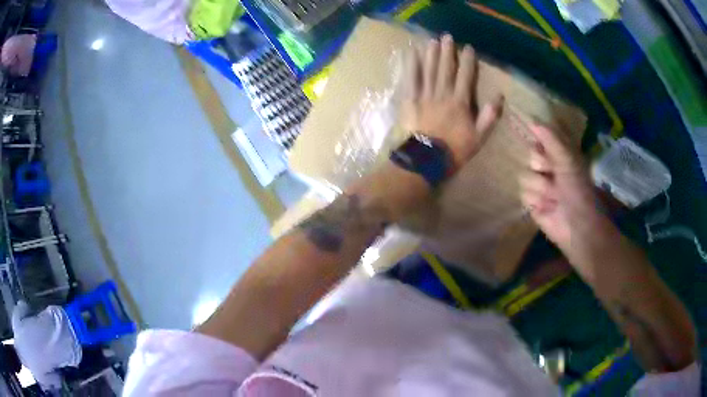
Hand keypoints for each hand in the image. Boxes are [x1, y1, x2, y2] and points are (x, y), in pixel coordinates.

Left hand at [401, 34, 503, 171]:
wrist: (427, 161)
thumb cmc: (455, 150)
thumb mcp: (479, 138)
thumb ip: (489, 116)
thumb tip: (499, 96)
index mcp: (460, 102)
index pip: (465, 76)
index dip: (467, 61)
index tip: (468, 48)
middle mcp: (442, 94)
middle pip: (446, 68)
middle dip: (447, 51)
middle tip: (447, 37)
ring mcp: (425, 95)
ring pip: (429, 70)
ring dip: (431, 54)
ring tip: (433, 41)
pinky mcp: (410, 100)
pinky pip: (411, 79)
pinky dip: (411, 65)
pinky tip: (412, 53)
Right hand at [519, 124, 605, 252]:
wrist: (577, 225)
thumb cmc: (578, 190)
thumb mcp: (567, 160)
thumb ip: (551, 139)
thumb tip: (531, 120)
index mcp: (558, 154)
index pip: (539, 138)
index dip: (539, 142)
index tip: (544, 147)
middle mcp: (547, 167)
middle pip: (528, 155)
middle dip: (541, 166)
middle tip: (554, 175)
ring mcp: (538, 185)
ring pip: (524, 175)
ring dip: (541, 187)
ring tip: (554, 196)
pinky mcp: (531, 203)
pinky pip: (522, 194)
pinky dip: (536, 200)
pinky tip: (547, 206)